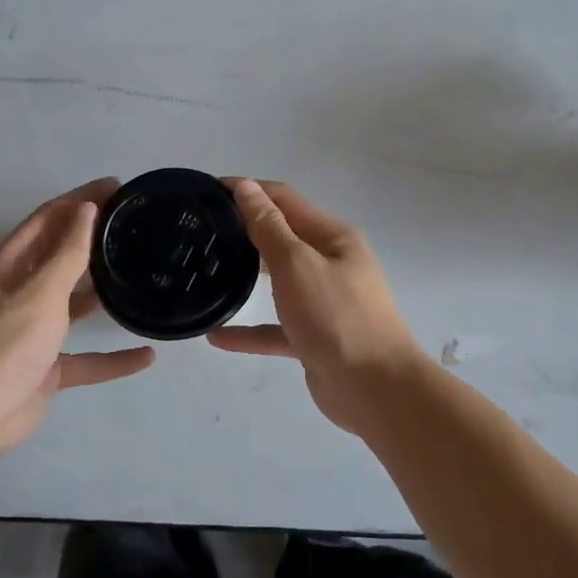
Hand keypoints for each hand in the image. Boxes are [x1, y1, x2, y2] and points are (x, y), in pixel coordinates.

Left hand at [0, 179, 154, 456]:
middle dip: (94, 239)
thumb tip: (86, 208)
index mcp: (9, 265)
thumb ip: (68, 252)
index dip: (80, 199)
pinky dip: (112, 357)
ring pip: (73, 303)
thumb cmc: (6, 343)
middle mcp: (19, 291)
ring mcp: (33, 330)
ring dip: (101, 291)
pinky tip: (146, 355)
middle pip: (61, 256)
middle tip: (135, 225)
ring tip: (140, 273)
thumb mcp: (41, 292)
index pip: (48, 218)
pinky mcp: (46, 365)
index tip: (117, 187)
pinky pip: (86, 356)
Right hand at [208, 179, 427, 432]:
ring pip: (279, 282)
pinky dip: (250, 330)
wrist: (376, 390)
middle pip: (282, 237)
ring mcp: (325, 302)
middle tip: (201, 231)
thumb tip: (246, 187)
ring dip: (247, 276)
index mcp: (333, 237)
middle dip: (245, 230)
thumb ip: (268, 227)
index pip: (285, 200)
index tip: (207, 191)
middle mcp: (331, 264)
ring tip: (206, 271)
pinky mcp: (315, 338)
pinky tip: (216, 336)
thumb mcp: (297, 265)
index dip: (248, 190)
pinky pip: (276, 328)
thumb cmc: (337, 317)